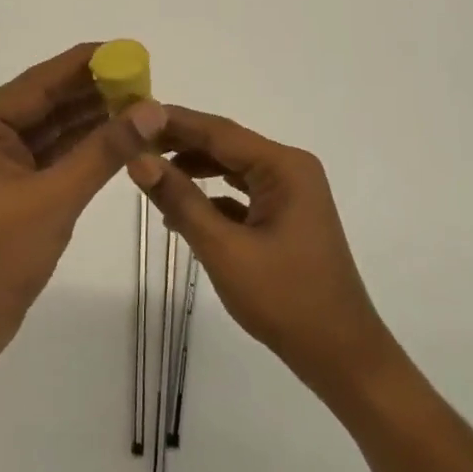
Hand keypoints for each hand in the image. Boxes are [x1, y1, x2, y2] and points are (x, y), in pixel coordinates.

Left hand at [0, 42, 165, 361]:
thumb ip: (105, 149)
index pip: (38, 82)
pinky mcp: (13, 181)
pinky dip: (84, 143)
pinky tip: (120, 132)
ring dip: (93, 115)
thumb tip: (153, 107)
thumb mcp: (56, 198)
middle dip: (94, 90)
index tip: (129, 50)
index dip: (86, 64)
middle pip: (46, 99)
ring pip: (53, 125)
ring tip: (141, 102)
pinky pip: (53, 150)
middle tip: (144, 78)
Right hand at [129, 106, 398, 400]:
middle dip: (179, 143)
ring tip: (147, 170)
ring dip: (192, 169)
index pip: (218, 131)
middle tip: (131, 141)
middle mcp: (290, 169)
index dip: (173, 121)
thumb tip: (138, 160)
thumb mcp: (224, 249)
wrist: (341, 356)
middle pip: (225, 144)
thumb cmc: (285, 300)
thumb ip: (181, 200)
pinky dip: (210, 196)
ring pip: (231, 167)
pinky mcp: (285, 216)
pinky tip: (178, 209)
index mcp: (284, 167)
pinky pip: (240, 193)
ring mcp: (290, 193)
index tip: (132, 115)